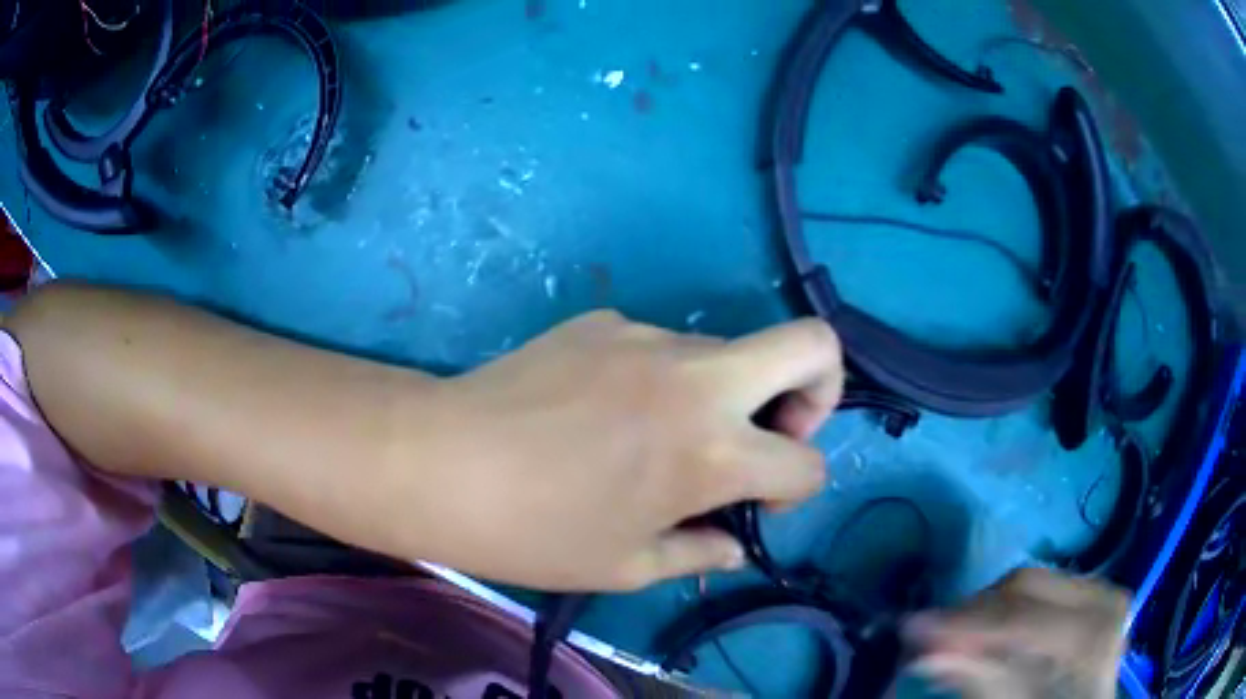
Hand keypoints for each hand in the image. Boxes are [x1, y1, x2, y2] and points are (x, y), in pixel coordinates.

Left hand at [400, 311, 843, 590]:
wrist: (441, 461)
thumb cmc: (534, 532)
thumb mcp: (626, 565)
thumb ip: (699, 552)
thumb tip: (734, 544)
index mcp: (711, 451)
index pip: (809, 464)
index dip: (798, 490)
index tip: (757, 506)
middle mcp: (698, 379)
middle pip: (813, 344)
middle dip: (819, 389)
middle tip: (772, 432)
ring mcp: (651, 337)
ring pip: (729, 352)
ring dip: (724, 394)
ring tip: (656, 438)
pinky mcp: (606, 319)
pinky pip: (662, 347)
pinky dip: (662, 380)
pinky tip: (604, 412)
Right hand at [897, 568, 1129, 698]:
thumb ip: (982, 683)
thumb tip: (925, 655)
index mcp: (1093, 635)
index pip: (1023, 618)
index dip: (965, 623)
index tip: (910, 628)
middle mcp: (1102, 599)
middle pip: (1026, 587)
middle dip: (971, 613)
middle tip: (925, 636)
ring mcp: (1101, 590)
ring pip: (1030, 583)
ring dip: (986, 610)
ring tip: (953, 637)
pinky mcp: (1092, 592)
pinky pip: (1040, 590)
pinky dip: (1007, 609)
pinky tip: (987, 631)